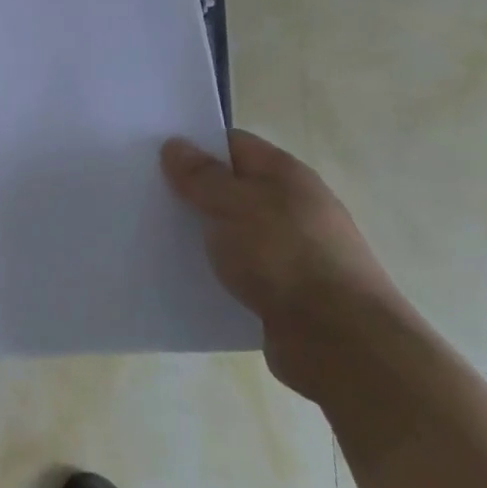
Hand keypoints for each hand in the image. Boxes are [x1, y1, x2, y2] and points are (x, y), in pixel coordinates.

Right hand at [161, 130, 407, 400]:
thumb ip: (202, 176)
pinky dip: (215, 271)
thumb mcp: (234, 205)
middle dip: (192, 192)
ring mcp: (291, 251)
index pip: (233, 145)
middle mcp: (292, 207)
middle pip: (231, 188)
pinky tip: (186, 277)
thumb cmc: (285, 257)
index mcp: (286, 175)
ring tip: (155, 237)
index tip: (154, 155)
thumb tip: (176, 145)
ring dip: (201, 236)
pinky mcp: (285, 291)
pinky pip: (240, 270)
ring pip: (233, 232)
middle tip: (145, 196)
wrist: (341, 343)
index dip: (194, 146)